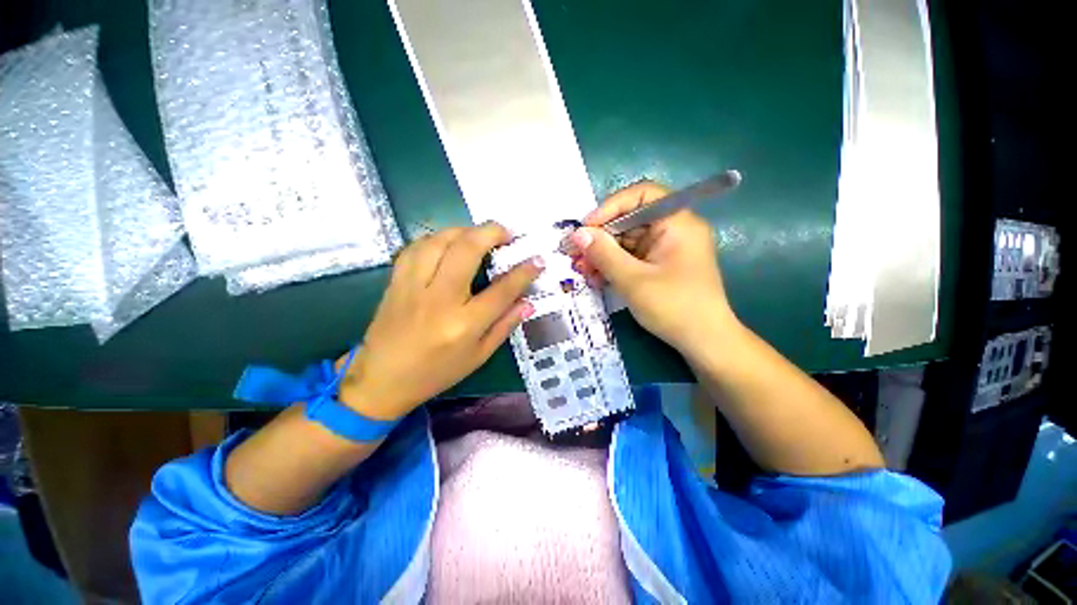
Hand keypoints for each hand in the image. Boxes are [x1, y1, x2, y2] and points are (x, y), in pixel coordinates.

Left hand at [339, 223, 542, 420]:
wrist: (382, 379)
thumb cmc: (436, 372)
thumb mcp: (478, 356)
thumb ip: (504, 326)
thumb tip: (527, 303)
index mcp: (464, 324)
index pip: (502, 290)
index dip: (524, 272)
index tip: (537, 260)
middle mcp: (440, 299)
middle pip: (467, 250)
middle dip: (491, 233)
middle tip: (506, 233)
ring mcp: (414, 287)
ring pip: (440, 241)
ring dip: (464, 230)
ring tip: (479, 235)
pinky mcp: (396, 281)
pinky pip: (416, 247)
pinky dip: (436, 238)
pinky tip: (447, 242)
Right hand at [569, 181, 737, 352]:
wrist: (705, 342)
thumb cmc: (674, 308)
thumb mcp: (633, 280)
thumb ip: (604, 254)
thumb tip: (577, 234)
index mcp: (677, 222)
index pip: (642, 194)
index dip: (610, 206)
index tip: (586, 228)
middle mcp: (673, 229)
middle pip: (630, 220)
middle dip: (601, 237)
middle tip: (576, 255)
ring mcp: (666, 248)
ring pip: (628, 241)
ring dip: (603, 254)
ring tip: (583, 271)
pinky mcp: (660, 265)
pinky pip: (632, 257)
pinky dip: (614, 265)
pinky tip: (597, 278)